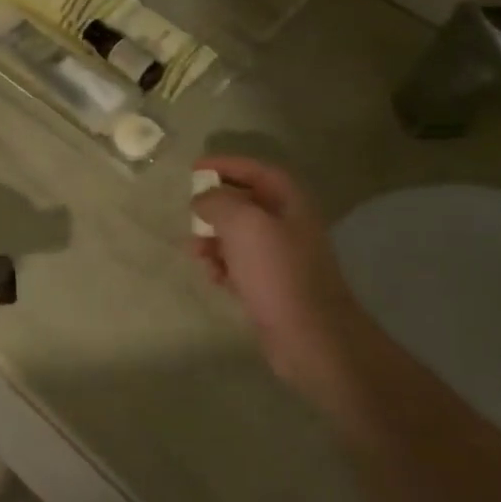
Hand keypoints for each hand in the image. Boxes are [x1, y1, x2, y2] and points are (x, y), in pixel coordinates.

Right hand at [189, 156, 361, 387]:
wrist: (310, 336)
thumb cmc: (277, 270)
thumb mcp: (243, 223)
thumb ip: (218, 201)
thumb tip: (202, 199)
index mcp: (289, 202)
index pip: (256, 170)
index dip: (226, 164)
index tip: (193, 168)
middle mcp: (288, 225)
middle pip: (246, 202)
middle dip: (215, 206)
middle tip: (190, 212)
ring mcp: (280, 258)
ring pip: (238, 236)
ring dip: (213, 239)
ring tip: (194, 250)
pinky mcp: (270, 286)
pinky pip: (239, 266)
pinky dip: (222, 266)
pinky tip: (212, 276)